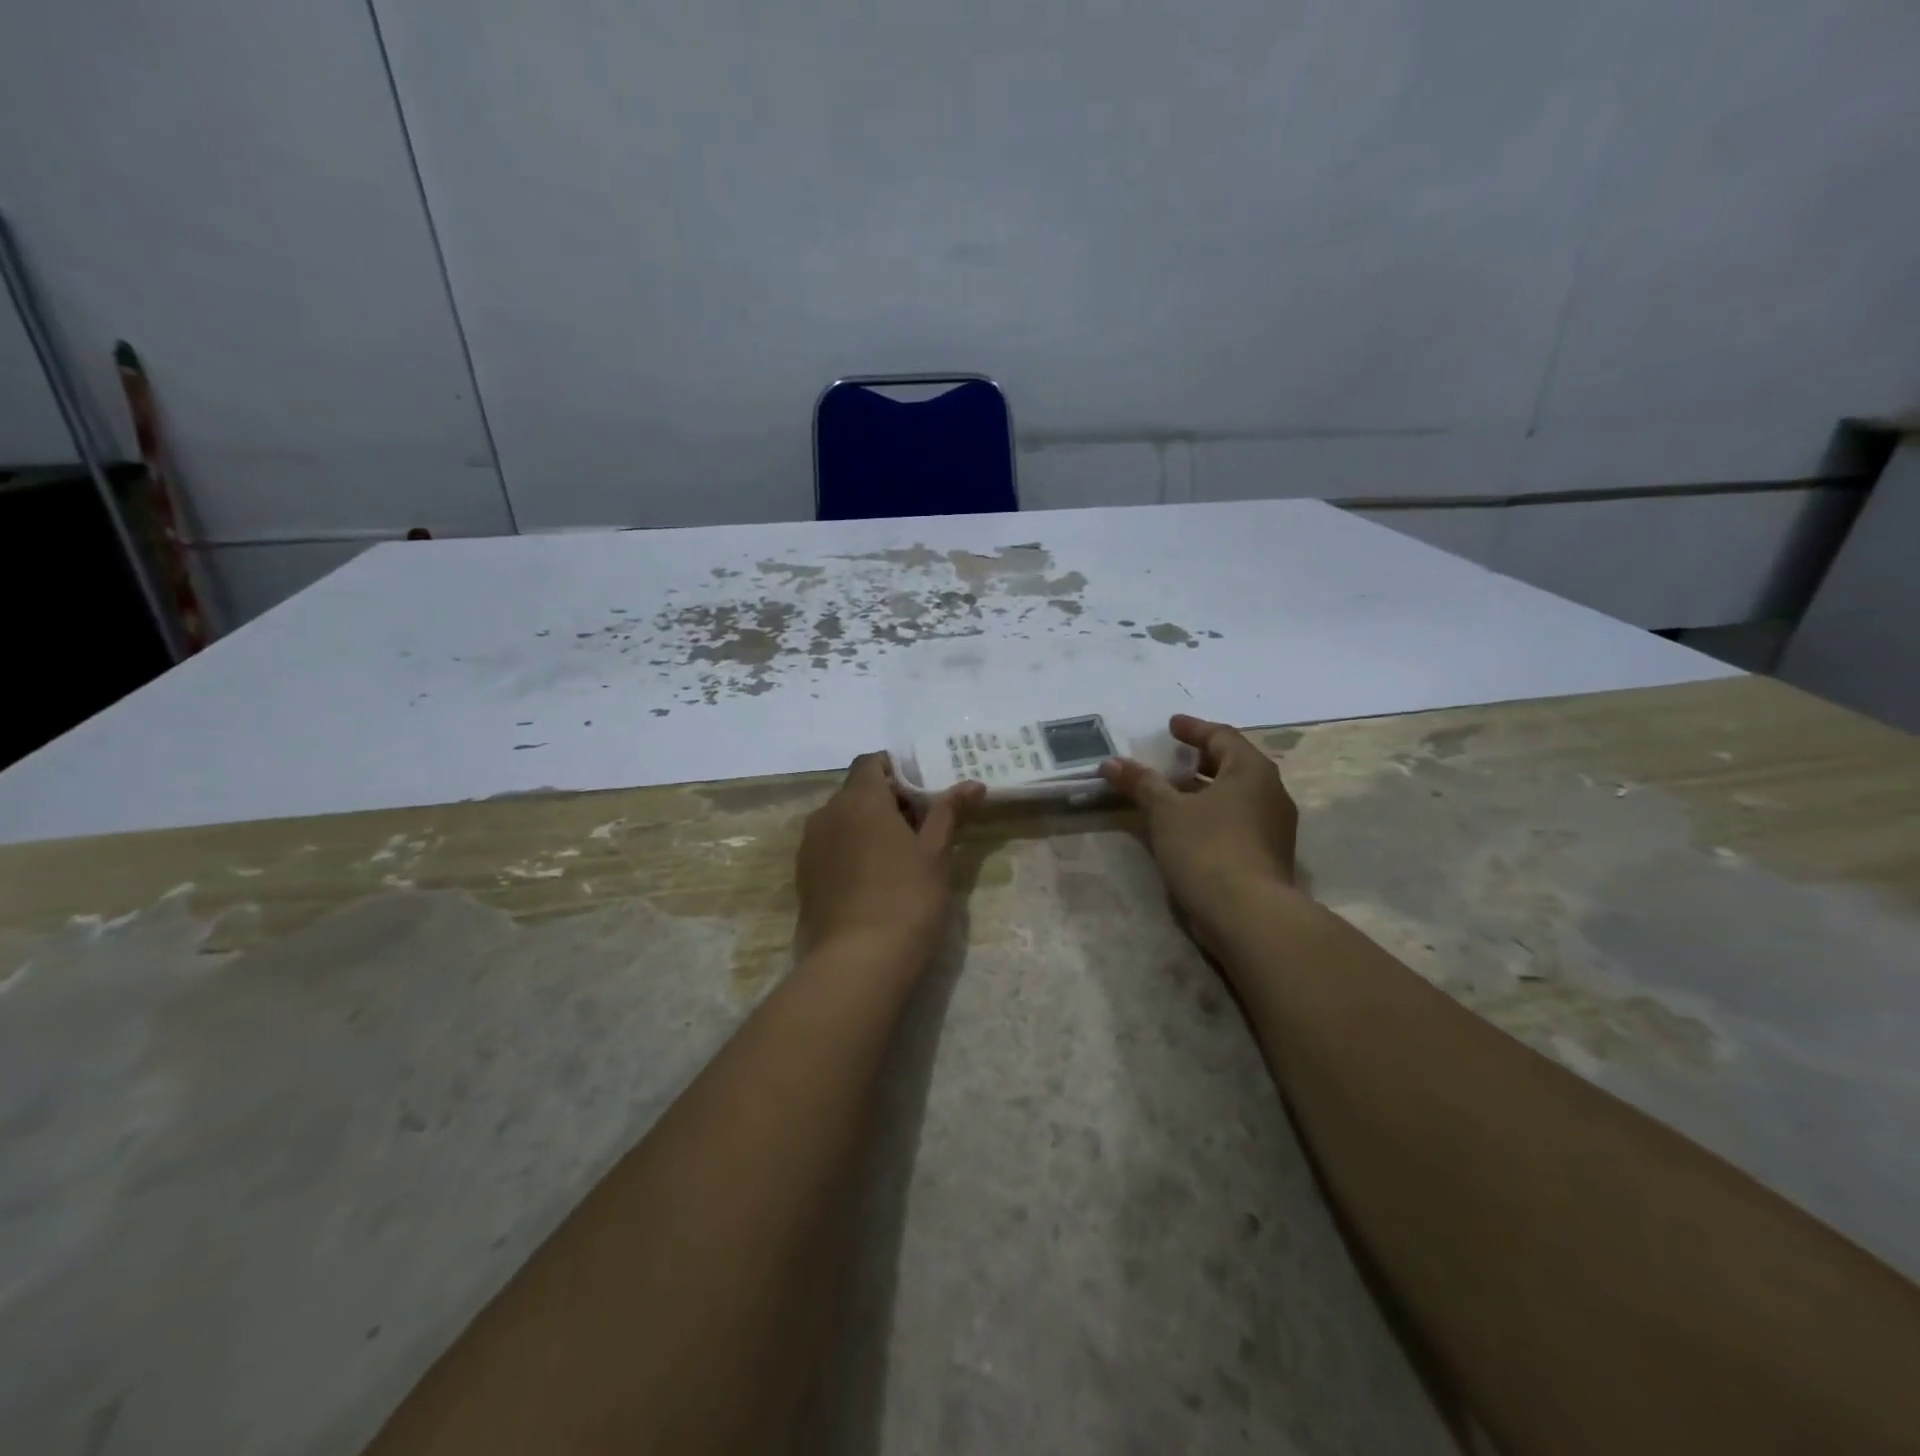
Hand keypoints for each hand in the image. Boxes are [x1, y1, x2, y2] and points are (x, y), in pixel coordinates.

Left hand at [796, 753, 983, 969]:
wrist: (857, 963)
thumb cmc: (907, 898)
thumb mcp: (936, 854)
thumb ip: (949, 812)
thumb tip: (973, 784)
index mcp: (859, 799)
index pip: (871, 762)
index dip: (896, 771)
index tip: (922, 794)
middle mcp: (827, 814)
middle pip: (856, 792)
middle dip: (887, 802)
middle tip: (921, 829)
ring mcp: (810, 847)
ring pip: (842, 821)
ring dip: (867, 827)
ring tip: (899, 857)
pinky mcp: (803, 878)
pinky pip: (830, 848)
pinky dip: (851, 851)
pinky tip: (874, 881)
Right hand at [1100, 715, 1298, 945]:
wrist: (1248, 915)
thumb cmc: (1207, 848)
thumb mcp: (1166, 811)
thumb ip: (1140, 783)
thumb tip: (1110, 762)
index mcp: (1251, 770)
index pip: (1222, 736)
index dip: (1193, 729)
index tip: (1171, 725)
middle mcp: (1271, 792)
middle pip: (1232, 764)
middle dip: (1199, 759)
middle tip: (1171, 758)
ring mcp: (1274, 826)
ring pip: (1236, 795)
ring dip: (1204, 789)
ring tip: (1173, 793)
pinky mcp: (1268, 855)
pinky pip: (1237, 820)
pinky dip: (1212, 813)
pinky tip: (1187, 826)